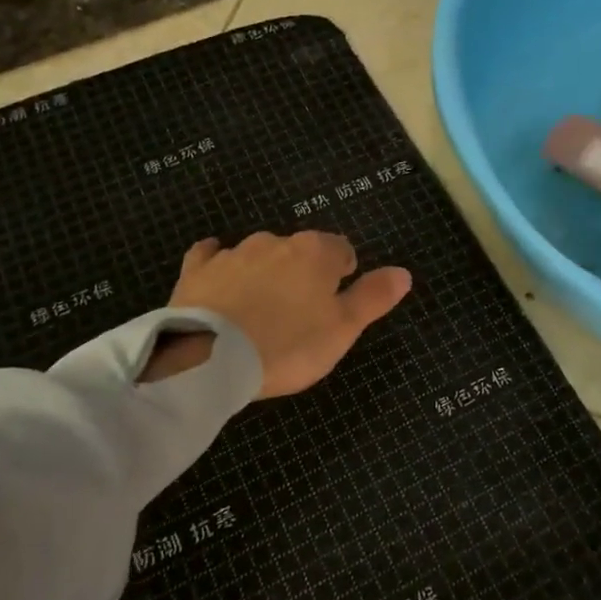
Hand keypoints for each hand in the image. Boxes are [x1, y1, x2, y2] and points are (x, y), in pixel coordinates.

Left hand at [164, 231, 412, 397]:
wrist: (212, 357)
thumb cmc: (288, 346)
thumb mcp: (343, 329)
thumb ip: (373, 297)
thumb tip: (403, 273)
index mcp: (316, 253)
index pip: (341, 250)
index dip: (343, 273)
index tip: (337, 299)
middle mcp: (276, 242)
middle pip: (299, 251)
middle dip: (303, 273)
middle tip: (301, 311)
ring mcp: (234, 253)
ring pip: (259, 254)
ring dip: (266, 272)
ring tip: (263, 308)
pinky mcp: (198, 269)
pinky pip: (211, 256)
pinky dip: (219, 262)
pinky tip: (218, 270)